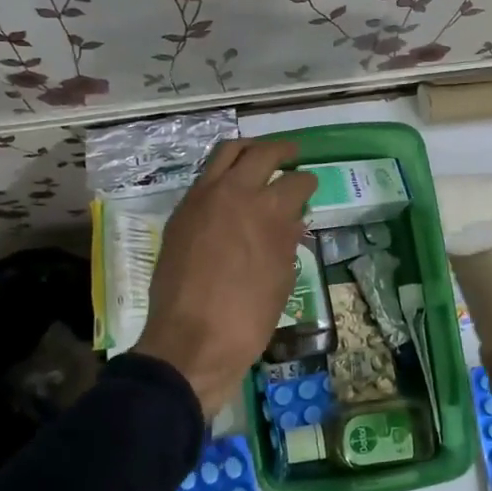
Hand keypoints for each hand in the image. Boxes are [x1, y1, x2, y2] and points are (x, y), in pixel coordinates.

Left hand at [135, 138, 316, 417]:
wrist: (191, 341)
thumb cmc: (248, 318)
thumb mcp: (282, 280)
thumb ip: (287, 242)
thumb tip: (292, 221)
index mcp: (269, 211)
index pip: (296, 183)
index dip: (307, 183)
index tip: (309, 186)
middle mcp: (235, 193)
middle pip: (262, 153)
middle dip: (282, 151)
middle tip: (291, 154)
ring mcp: (203, 198)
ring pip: (227, 153)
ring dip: (248, 150)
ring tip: (259, 156)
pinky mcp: (182, 211)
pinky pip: (205, 177)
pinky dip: (223, 173)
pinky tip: (231, 187)